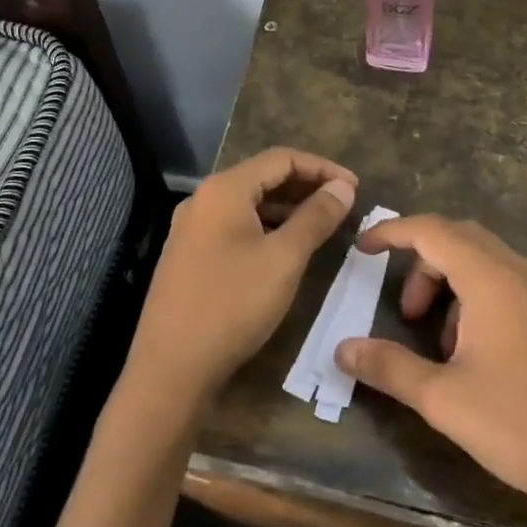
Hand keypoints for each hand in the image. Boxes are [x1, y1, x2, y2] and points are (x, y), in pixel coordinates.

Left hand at [125, 149, 356, 415]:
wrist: (170, 367)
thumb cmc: (232, 305)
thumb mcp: (284, 259)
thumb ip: (316, 217)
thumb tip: (343, 186)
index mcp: (224, 189)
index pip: (281, 158)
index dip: (322, 168)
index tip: (356, 188)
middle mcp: (203, 199)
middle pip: (262, 178)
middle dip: (306, 187)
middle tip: (344, 206)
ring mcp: (192, 229)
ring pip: (248, 205)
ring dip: (287, 210)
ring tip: (323, 227)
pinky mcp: (190, 256)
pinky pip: (235, 227)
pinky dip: (266, 229)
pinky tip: (287, 250)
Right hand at [335, 216, 526, 526]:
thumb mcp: (446, 402)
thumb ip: (389, 368)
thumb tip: (342, 349)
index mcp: (495, 281)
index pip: (433, 230)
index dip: (393, 232)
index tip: (363, 247)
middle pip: (465, 241)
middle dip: (425, 265)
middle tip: (407, 312)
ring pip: (497, 266)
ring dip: (460, 287)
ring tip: (448, 347)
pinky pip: (524, 290)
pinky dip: (491, 302)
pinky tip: (493, 360)